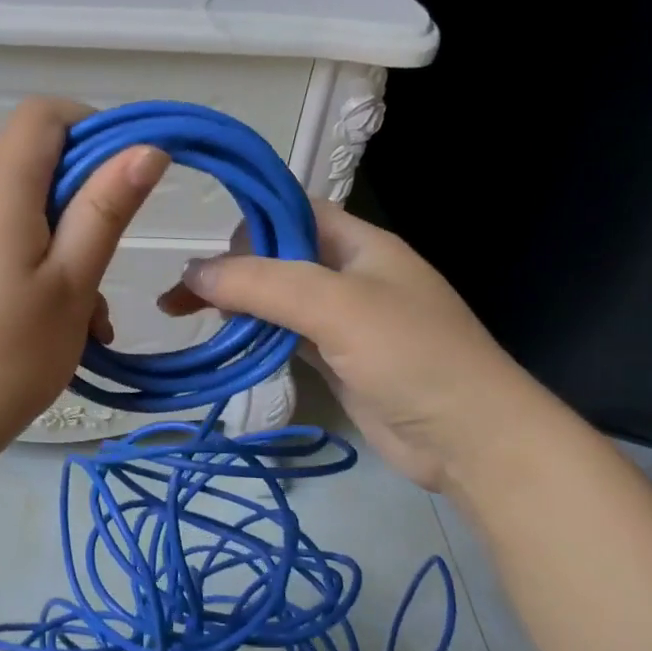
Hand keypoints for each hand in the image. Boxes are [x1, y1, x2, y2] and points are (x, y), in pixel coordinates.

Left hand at [0, 98, 167, 465]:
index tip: (130, 177)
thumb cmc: (9, 354)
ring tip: (92, 316)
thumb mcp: (72, 281)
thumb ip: (106, 209)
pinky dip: (46, 269)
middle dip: (90, 200)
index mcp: (0, 190)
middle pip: (40, 163)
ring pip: (31, 213)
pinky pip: (10, 246)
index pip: (44, 115)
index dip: (95, 128)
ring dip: (73, 247)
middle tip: (113, 259)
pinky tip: (65, 326)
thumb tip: (145, 148)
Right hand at [160, 200, 553, 490]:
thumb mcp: (336, 306)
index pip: (294, 211)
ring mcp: (343, 321)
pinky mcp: (336, 361)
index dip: (248, 221)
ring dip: (236, 306)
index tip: (203, 247)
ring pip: (276, 300)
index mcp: (360, 243)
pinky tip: (226, 344)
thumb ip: (263, 284)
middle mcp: (350, 275)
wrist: (469, 439)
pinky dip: (253, 338)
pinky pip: (284, 337)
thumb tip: (192, 272)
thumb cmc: (410, 355)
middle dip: (230, 270)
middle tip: (182, 296)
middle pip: (277, 258)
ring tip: (187, 318)